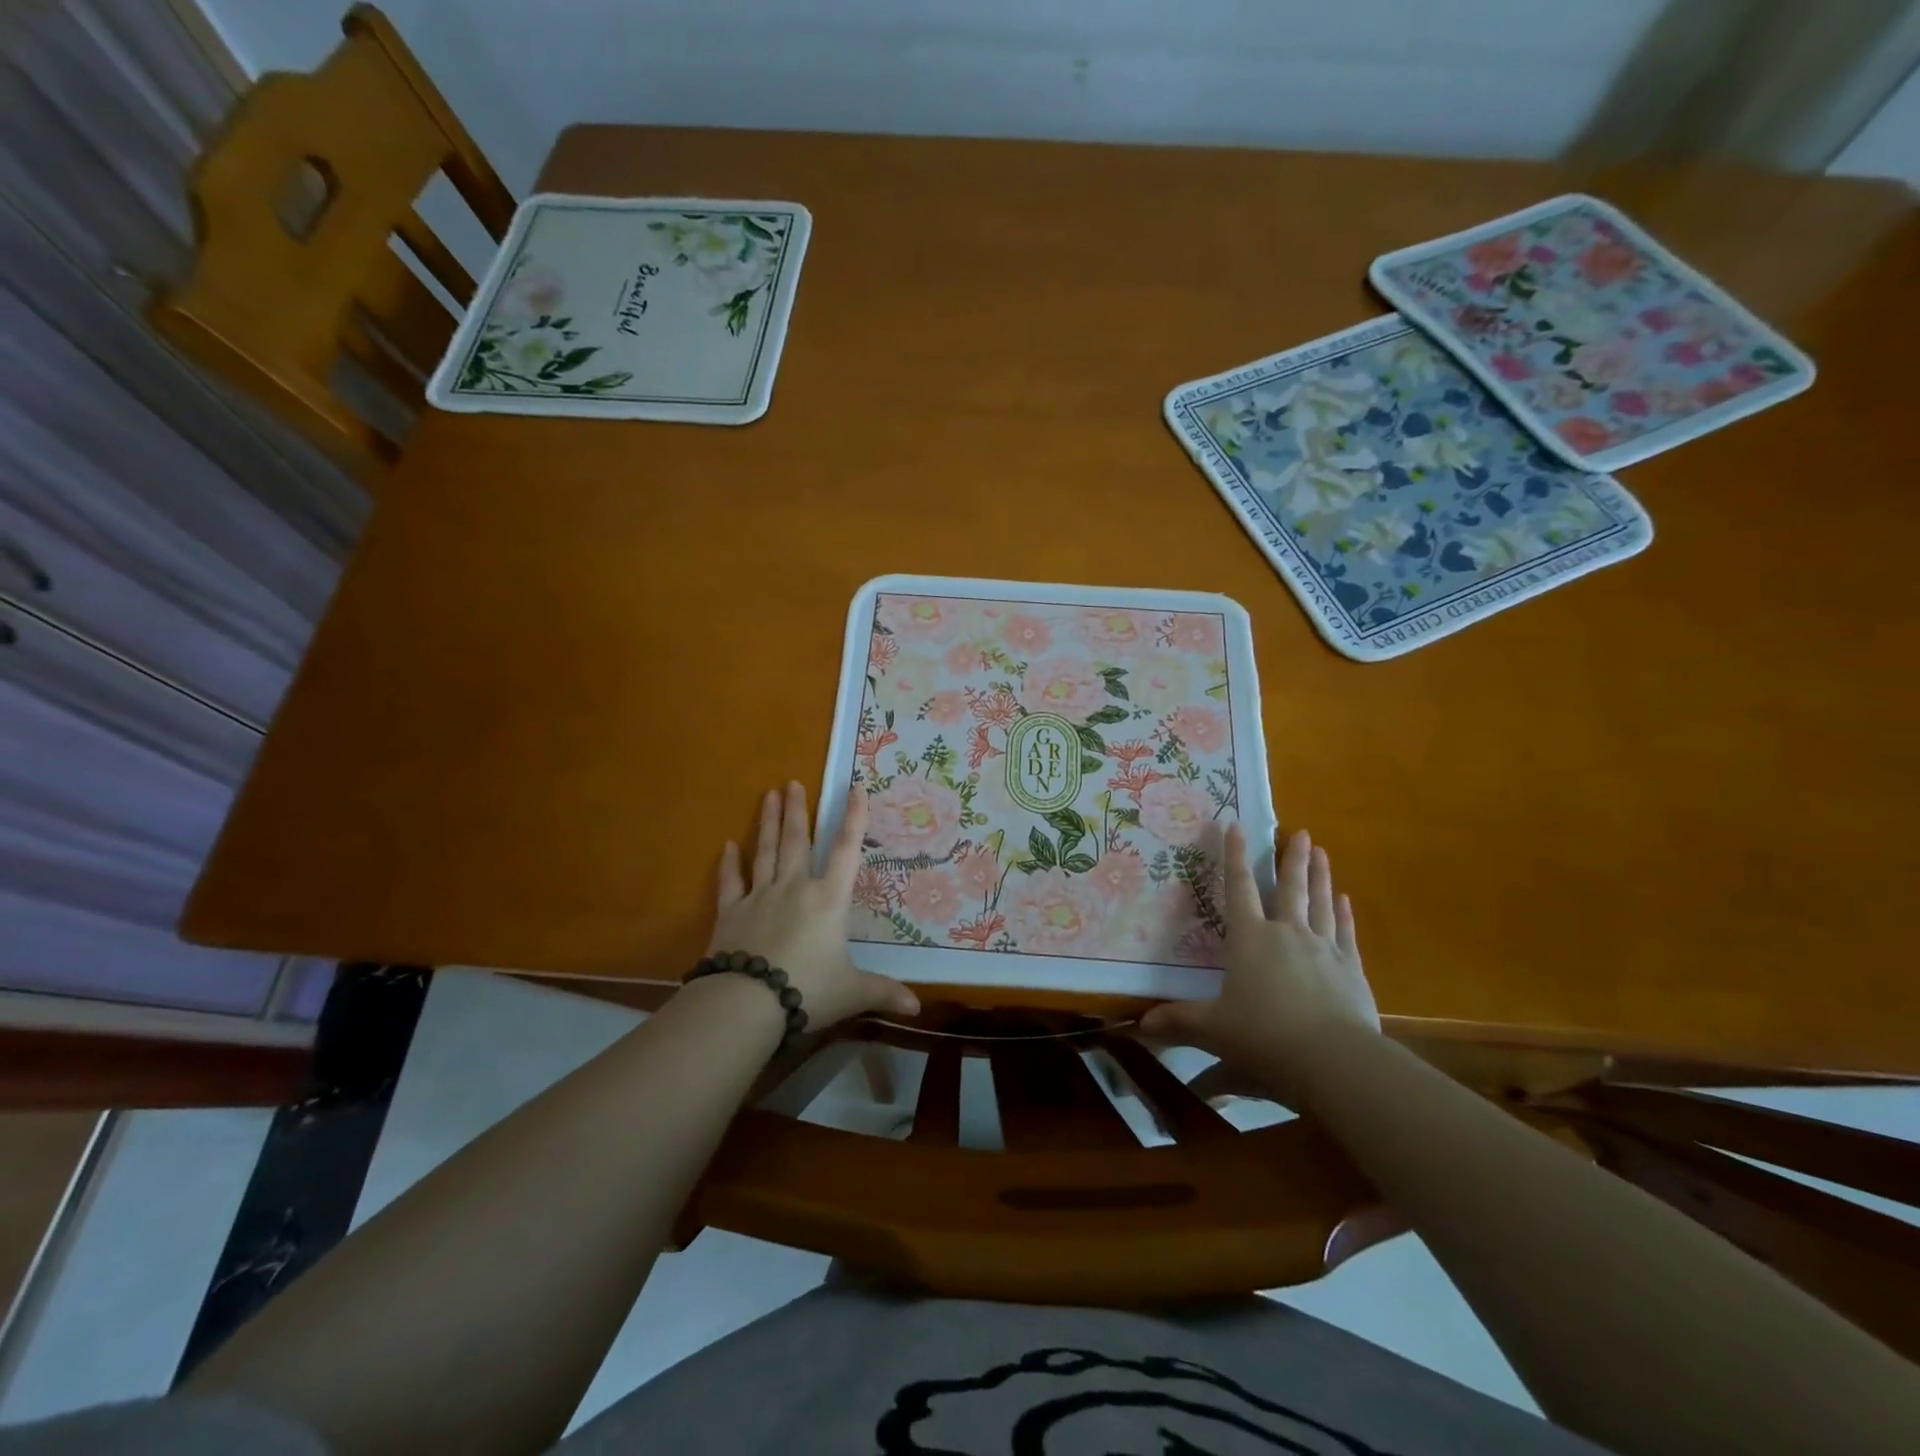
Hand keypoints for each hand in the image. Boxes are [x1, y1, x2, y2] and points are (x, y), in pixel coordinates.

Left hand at [707, 782, 920, 1029]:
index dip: (854, 819)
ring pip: (765, 852)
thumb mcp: (852, 992)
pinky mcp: (731, 913)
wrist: (748, 1002)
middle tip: (791, 782)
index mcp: (829, 899)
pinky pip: (731, 883)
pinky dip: (729, 864)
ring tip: (768, 795)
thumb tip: (917, 1009)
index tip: (855, 788)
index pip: (847, 850)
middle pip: (797, 841)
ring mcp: (760, 897)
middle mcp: (795, 888)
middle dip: (797, 811)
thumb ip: (883, 993)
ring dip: (767, 823)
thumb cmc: (809, 990)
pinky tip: (727, 845)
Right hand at [1140, 825, 1379, 1104]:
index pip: (1238, 889)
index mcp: (1250, 939)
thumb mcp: (1213, 1030)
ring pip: (1320, 903)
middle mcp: (1287, 934)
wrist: (1334, 1060)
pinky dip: (1344, 914)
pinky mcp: (1351, 970)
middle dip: (1291, 858)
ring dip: (1319, 876)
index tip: (1236, 826)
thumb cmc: (1264, 1037)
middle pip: (1289, 888)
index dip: (1235, 856)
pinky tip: (1345, 899)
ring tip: (1321, 851)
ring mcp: (1323, 949)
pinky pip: (1346, 933)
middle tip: (1300, 832)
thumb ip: (1178, 1022)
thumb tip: (1140, 1024)